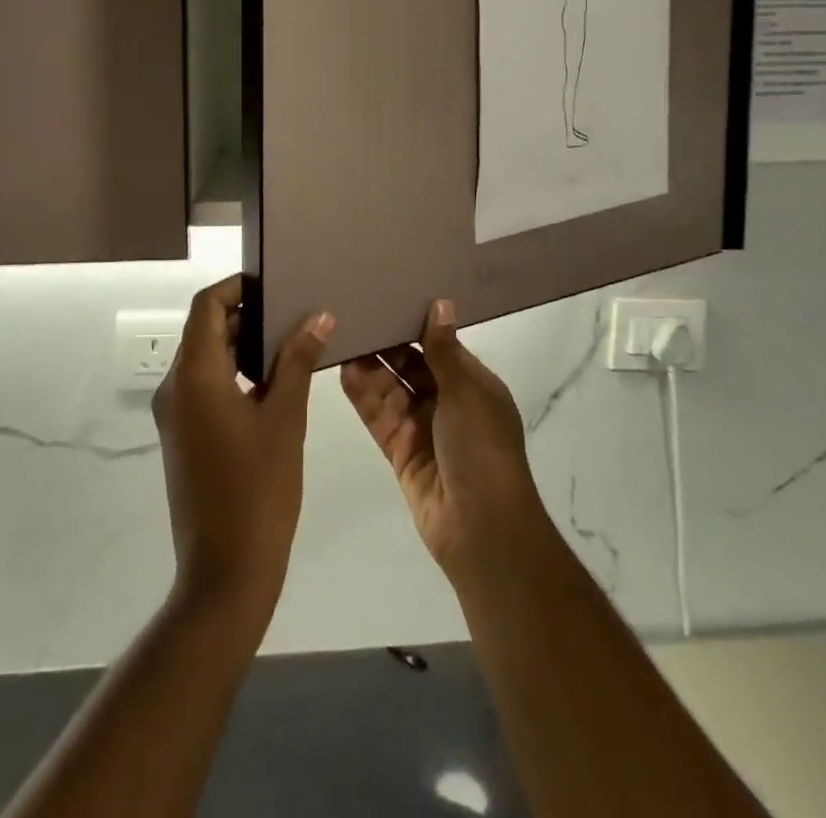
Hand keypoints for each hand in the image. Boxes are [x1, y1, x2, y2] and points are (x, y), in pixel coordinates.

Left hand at [152, 277, 329, 629]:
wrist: (226, 571)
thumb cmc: (259, 488)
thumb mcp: (285, 417)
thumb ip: (297, 360)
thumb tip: (319, 316)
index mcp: (195, 376)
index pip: (206, 306)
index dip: (236, 286)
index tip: (273, 281)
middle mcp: (175, 388)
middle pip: (204, 330)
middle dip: (245, 313)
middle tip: (292, 307)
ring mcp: (175, 414)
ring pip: (206, 358)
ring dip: (242, 343)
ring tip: (290, 338)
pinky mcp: (183, 436)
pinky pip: (205, 385)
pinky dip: (234, 371)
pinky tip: (273, 379)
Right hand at [340, 299, 553, 587]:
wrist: (481, 528)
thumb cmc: (481, 449)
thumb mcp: (466, 392)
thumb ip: (443, 350)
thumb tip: (441, 302)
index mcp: (474, 385)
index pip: (441, 347)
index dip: (417, 326)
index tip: (390, 298)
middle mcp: (449, 403)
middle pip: (413, 367)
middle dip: (388, 346)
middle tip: (357, 316)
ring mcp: (424, 429)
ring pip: (393, 391)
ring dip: (372, 369)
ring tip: (344, 339)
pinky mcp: (402, 453)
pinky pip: (381, 418)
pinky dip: (365, 397)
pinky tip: (345, 373)